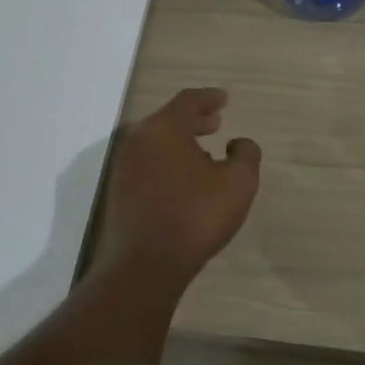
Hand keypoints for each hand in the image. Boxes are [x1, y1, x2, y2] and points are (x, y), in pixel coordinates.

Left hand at [93, 89, 261, 283]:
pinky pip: (147, 162)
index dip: (209, 97)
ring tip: (205, 152)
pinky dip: (167, 160)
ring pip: (156, 142)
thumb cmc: (195, 217)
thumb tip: (238, 143)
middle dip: (195, 119)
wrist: (143, 267)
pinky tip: (185, 179)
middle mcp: (138, 140)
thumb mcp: (239, 183)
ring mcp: (123, 166)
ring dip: (181, 141)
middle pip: (168, 119)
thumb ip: (246, 154)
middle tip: (216, 122)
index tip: (224, 99)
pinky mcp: (117, 191)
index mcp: (164, 128)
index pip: (188, 101)